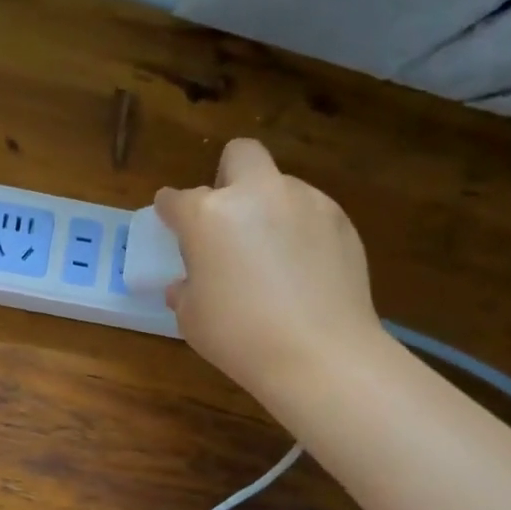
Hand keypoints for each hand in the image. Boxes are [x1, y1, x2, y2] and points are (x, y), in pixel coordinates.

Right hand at [155, 139, 385, 405]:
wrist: (321, 354)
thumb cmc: (240, 337)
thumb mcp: (193, 318)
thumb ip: (185, 290)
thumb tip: (187, 284)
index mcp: (209, 215)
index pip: (176, 199)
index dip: (170, 210)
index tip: (171, 221)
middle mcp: (257, 195)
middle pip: (240, 155)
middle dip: (228, 175)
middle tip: (227, 218)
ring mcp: (305, 202)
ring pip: (280, 185)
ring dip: (268, 208)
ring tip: (272, 255)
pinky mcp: (341, 220)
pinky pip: (311, 212)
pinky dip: (300, 231)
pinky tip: (303, 270)